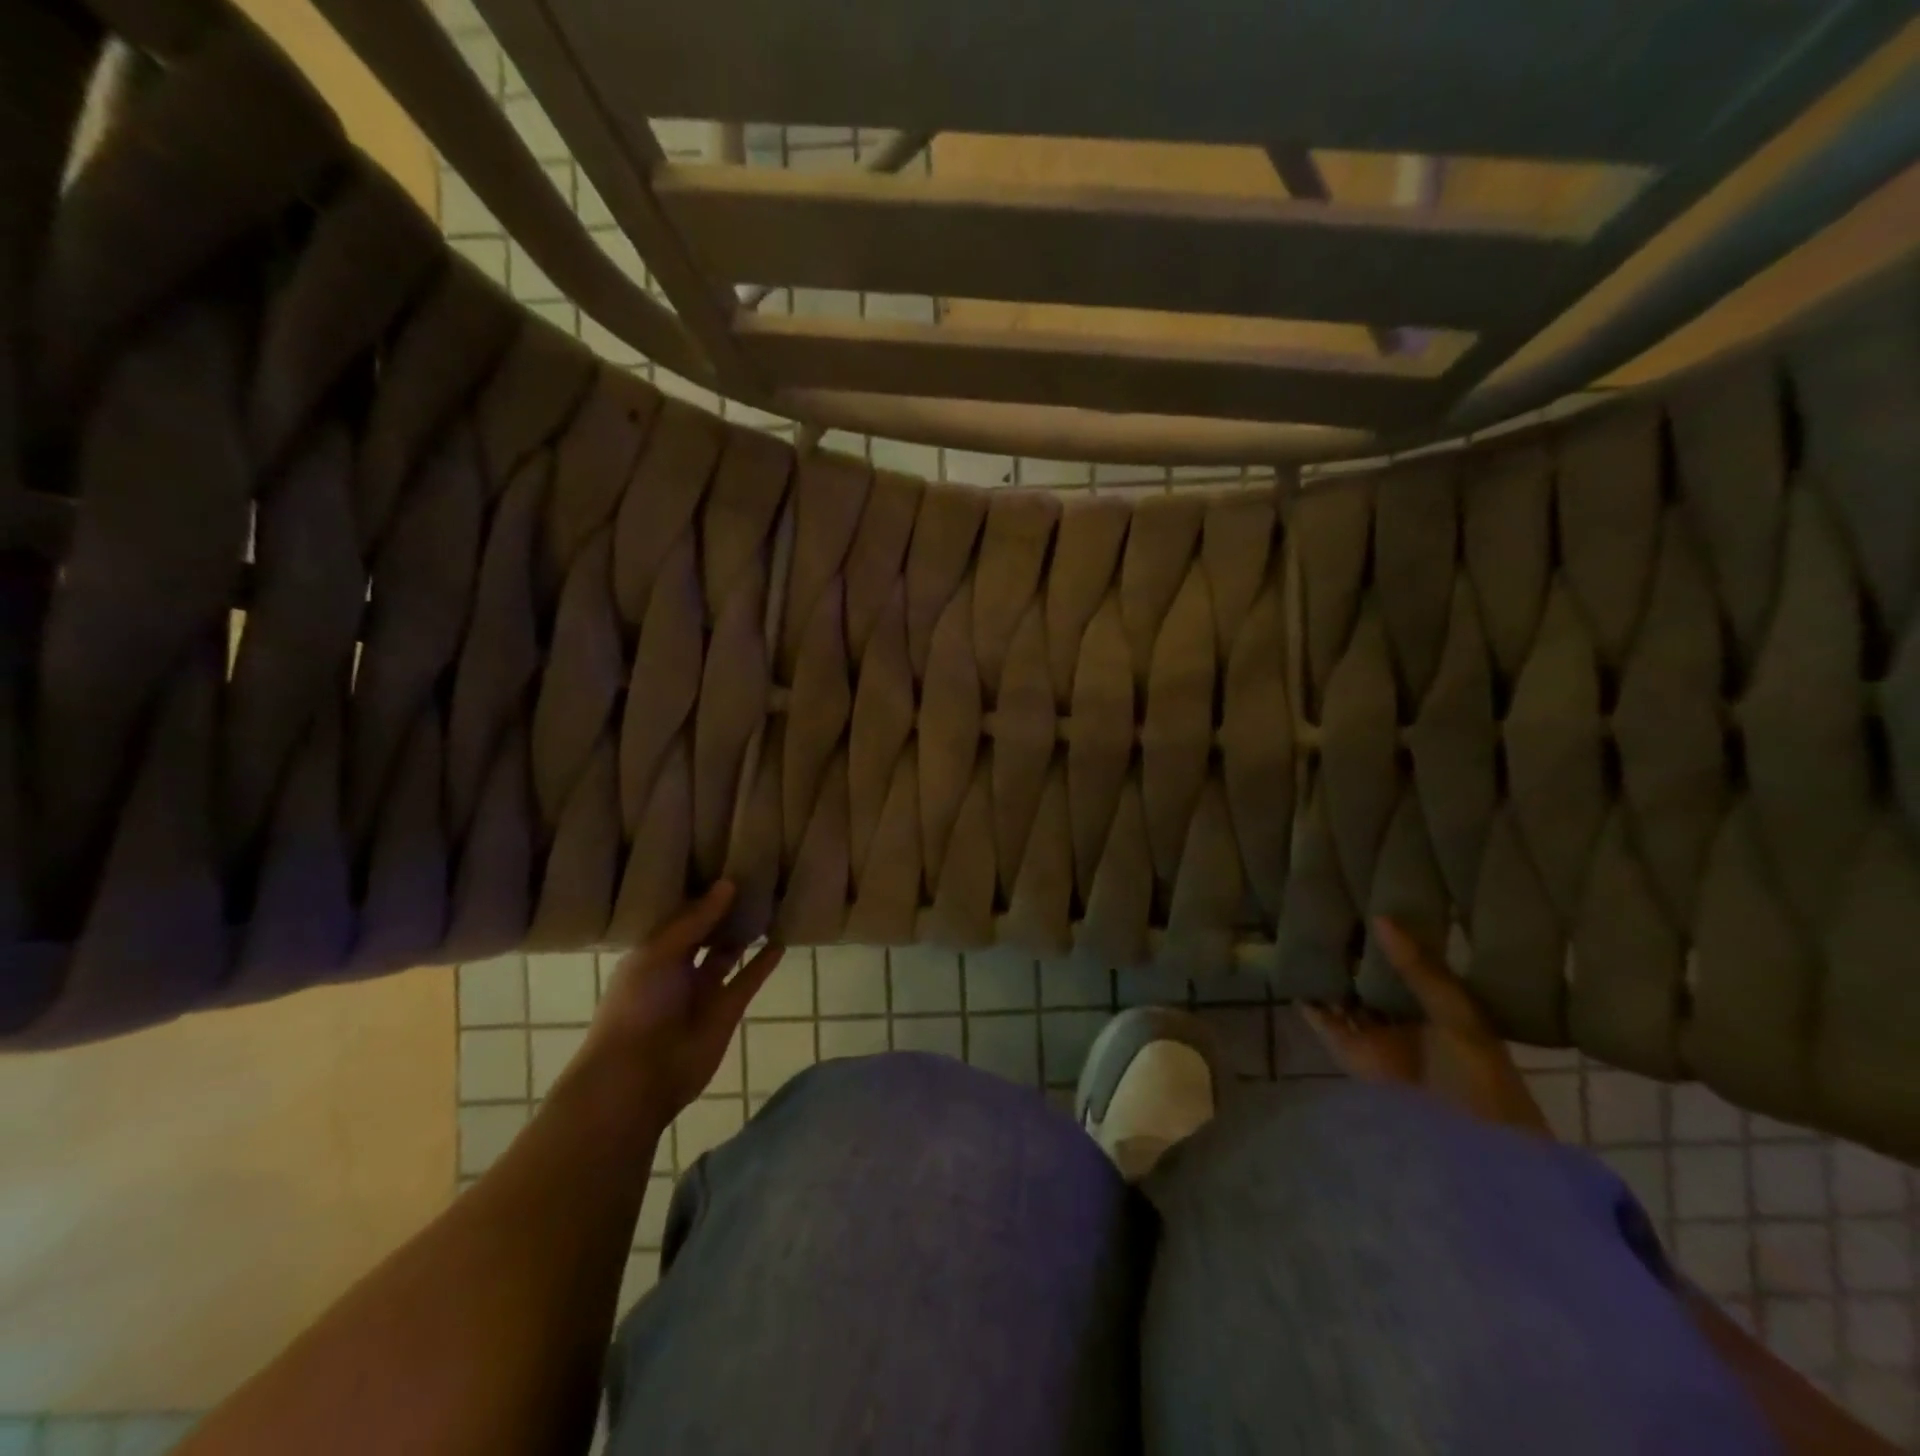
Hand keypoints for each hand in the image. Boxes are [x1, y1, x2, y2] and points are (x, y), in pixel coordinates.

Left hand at [582, 882, 783, 1123]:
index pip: (680, 916)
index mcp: (652, 951)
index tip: (725, 864)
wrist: (638, 1076)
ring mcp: (703, 989)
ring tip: (771, 902)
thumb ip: (695, 920)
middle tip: (755, 877)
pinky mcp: (728, 1009)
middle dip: (725, 910)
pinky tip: (781, 939)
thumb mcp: (659, 953)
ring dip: (746, 933)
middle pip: (706, 932)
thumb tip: (728, 883)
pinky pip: (749, 979)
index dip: (701, 894)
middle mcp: (678, 967)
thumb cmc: (637, 1006)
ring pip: (729, 954)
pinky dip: (765, 961)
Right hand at [1304, 918, 1550, 1138]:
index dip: (1390, 935)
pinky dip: (1310, 1002)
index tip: (1366, 897)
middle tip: (1327, 906)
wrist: (1472, 1152)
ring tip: (1302, 931)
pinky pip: (1325, 1022)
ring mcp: (1376, 1037)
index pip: (1409, 960)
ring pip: (1346, 995)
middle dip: (1353, 950)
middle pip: (1372, 976)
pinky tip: (1294, 973)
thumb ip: (1420, 970)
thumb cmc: (1480, 1080)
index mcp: (1440, 1006)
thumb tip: (1379, 918)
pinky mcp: (1350, 1056)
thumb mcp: (1458, 1017)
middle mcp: (1405, 1018)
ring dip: (1329, 972)